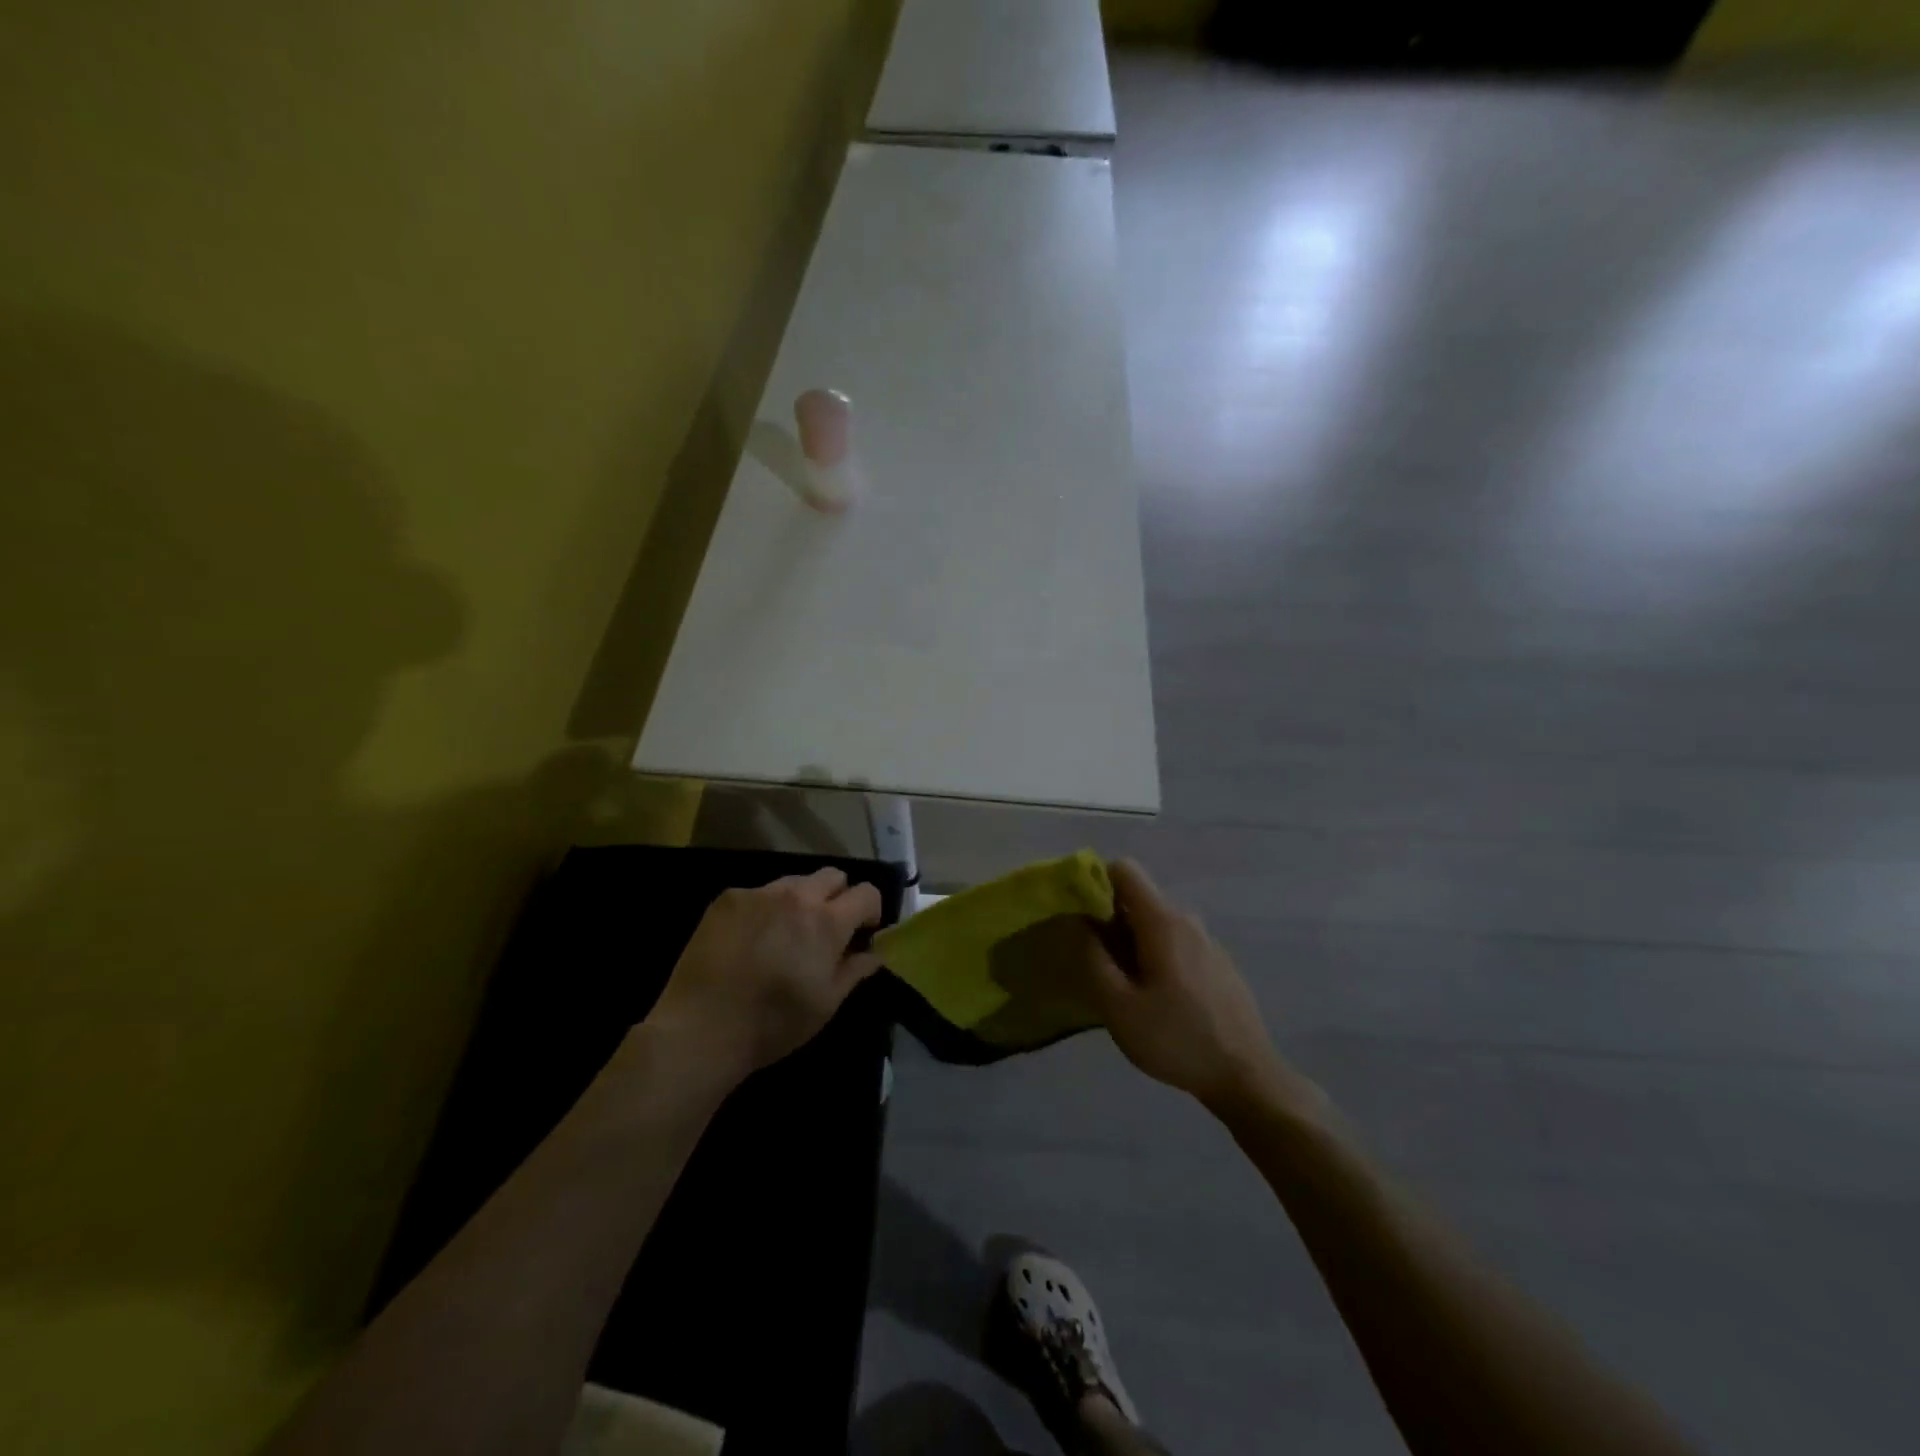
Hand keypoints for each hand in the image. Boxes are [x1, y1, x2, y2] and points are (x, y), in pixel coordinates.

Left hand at [647, 868, 882, 1082]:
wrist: (701, 1027)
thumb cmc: (773, 1023)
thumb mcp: (826, 1004)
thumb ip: (854, 970)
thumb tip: (874, 952)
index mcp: (827, 922)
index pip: (866, 892)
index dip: (871, 910)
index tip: (862, 933)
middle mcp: (796, 896)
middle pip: (833, 875)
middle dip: (838, 897)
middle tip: (826, 930)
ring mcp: (759, 893)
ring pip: (794, 882)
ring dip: (801, 901)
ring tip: (785, 934)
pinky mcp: (727, 899)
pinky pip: (759, 893)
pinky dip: (765, 909)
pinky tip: (750, 940)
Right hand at [1078, 860, 1287, 1112]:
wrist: (1247, 1077)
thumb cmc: (1176, 1039)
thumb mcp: (1119, 1006)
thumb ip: (1093, 957)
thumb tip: (1079, 921)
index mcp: (1163, 921)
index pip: (1124, 869)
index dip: (1096, 882)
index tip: (1081, 917)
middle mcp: (1187, 920)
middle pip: (1138, 898)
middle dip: (1110, 920)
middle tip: (1098, 964)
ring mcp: (1207, 941)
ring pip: (1155, 923)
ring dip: (1132, 942)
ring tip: (1124, 988)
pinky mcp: (1217, 963)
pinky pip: (1175, 942)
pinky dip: (1155, 955)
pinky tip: (1157, 1000)